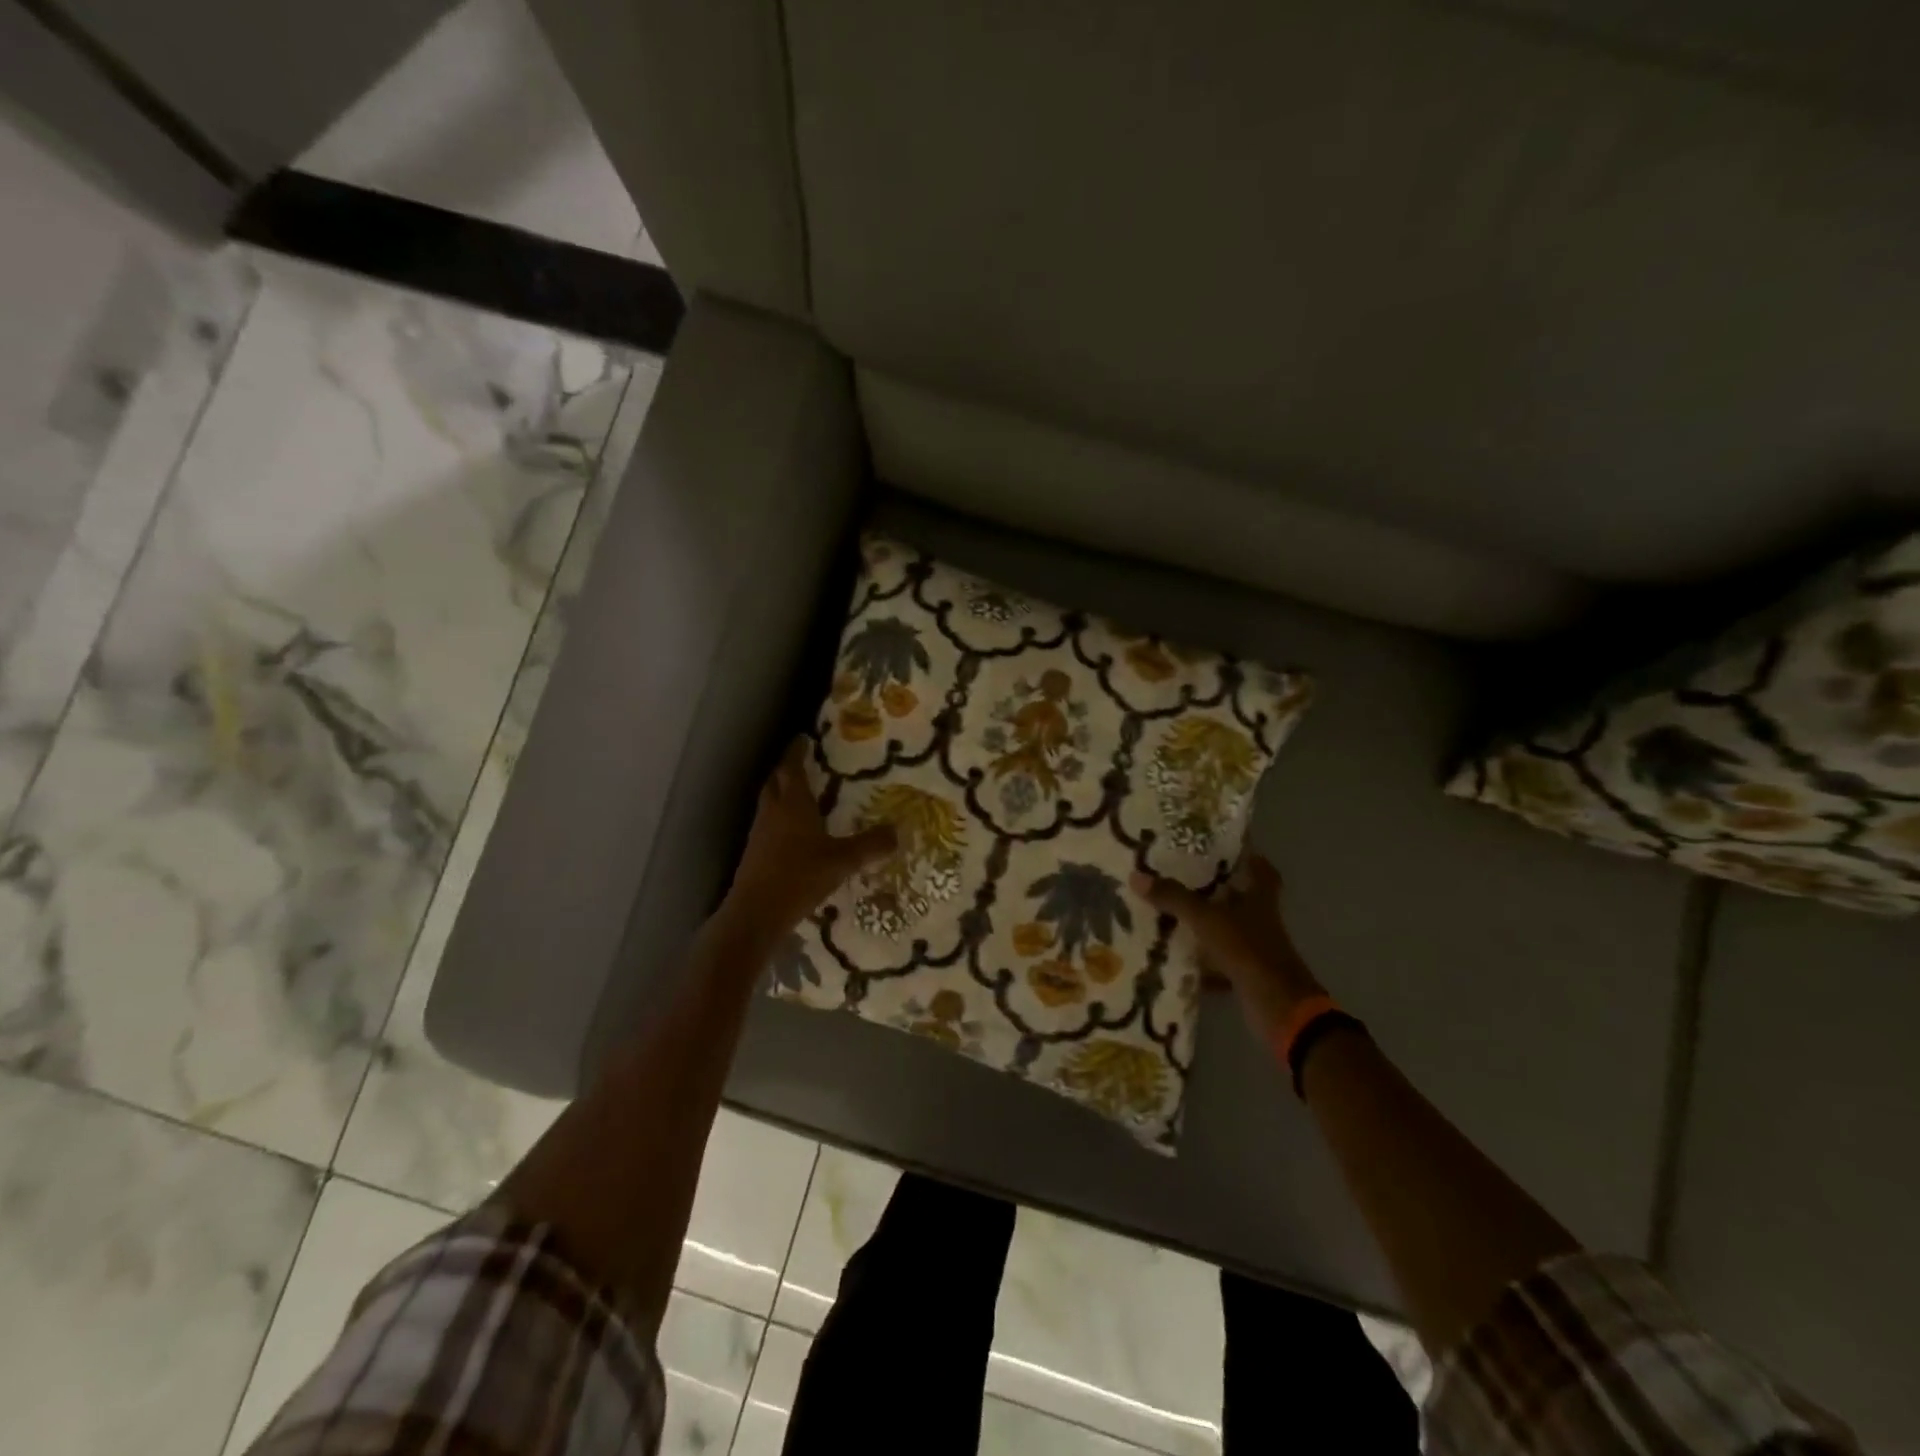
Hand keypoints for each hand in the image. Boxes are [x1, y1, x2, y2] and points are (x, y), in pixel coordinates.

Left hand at [721, 739, 896, 948]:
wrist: (757, 913)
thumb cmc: (799, 877)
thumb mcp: (842, 861)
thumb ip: (870, 845)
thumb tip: (898, 831)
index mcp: (792, 804)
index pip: (792, 767)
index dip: (797, 751)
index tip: (804, 738)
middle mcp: (773, 812)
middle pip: (776, 780)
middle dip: (787, 768)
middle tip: (803, 762)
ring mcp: (760, 832)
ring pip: (769, 801)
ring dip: (782, 792)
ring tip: (801, 793)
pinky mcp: (755, 852)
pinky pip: (768, 823)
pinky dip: (780, 817)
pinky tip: (794, 831)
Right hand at [1130, 856, 1322, 1036]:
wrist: (1278, 1008)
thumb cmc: (1248, 950)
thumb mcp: (1207, 919)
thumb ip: (1174, 898)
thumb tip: (1136, 876)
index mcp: (1259, 898)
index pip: (1261, 869)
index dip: (1247, 856)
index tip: (1222, 847)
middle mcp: (1260, 920)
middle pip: (1238, 898)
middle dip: (1213, 890)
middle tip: (1179, 877)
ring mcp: (1254, 949)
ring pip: (1225, 930)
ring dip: (1202, 925)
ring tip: (1167, 912)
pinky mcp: (1246, 974)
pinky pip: (1218, 962)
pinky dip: (1199, 961)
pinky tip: (1174, 956)